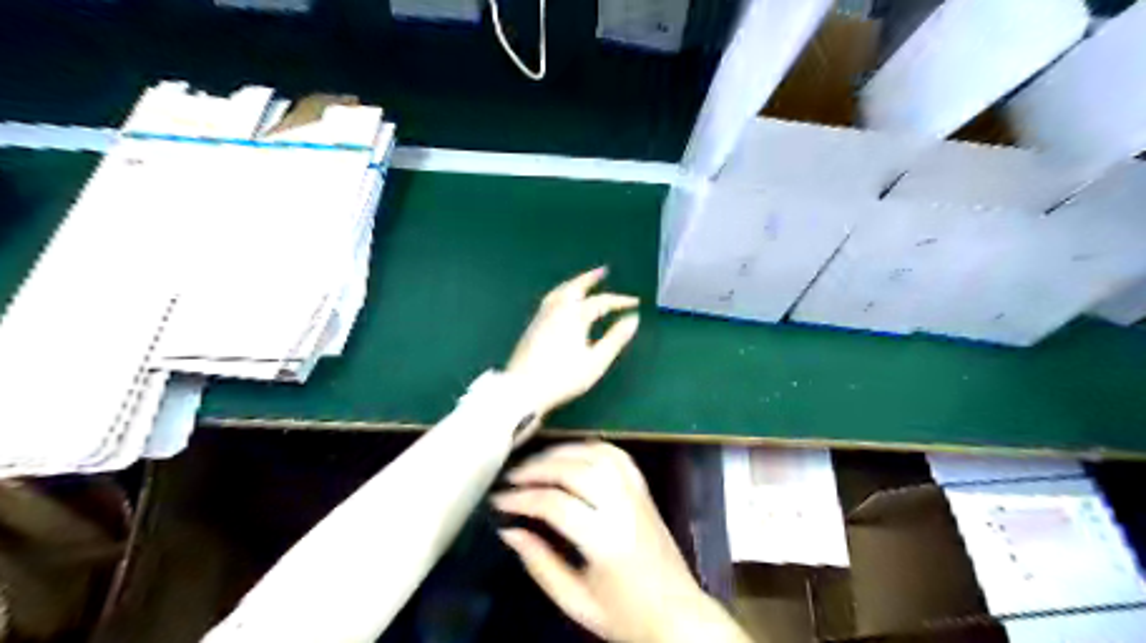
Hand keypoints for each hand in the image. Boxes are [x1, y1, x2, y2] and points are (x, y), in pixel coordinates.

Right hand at [492, 443, 752, 641]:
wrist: (678, 615)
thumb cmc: (624, 615)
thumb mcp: (575, 601)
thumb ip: (539, 563)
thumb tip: (509, 531)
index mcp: (605, 540)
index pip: (555, 504)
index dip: (522, 498)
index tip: (498, 501)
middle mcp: (623, 508)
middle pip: (576, 470)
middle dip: (538, 468)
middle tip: (512, 478)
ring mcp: (637, 495)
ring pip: (597, 455)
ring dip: (562, 452)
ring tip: (535, 463)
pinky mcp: (644, 490)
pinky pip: (617, 455)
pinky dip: (591, 447)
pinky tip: (571, 454)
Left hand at [505, 269, 641, 422]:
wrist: (524, 388)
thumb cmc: (564, 377)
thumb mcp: (596, 361)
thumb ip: (615, 339)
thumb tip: (633, 319)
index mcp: (574, 315)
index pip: (601, 301)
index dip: (619, 301)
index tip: (634, 302)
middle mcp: (557, 309)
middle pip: (575, 286)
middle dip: (590, 278)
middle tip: (603, 271)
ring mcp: (542, 316)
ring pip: (559, 291)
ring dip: (574, 283)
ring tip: (583, 282)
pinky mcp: (532, 326)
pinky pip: (550, 300)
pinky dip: (562, 293)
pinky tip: (563, 302)